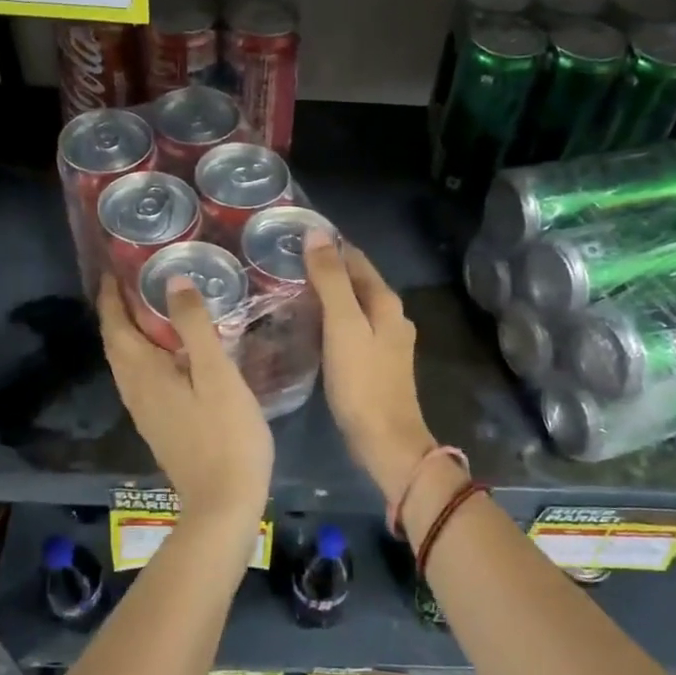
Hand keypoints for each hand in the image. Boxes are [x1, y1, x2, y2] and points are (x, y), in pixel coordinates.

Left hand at [97, 272, 272, 528]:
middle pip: (116, 344)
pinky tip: (172, 353)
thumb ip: (194, 326)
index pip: (114, 325)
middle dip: (119, 311)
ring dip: (132, 333)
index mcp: (143, 373)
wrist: (223, 502)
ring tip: (154, 309)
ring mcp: (145, 412)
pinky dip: (146, 355)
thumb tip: (173, 281)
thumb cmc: (225, 434)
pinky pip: (142, 378)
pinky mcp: (159, 425)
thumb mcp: (216, 374)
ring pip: (127, 363)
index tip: (115, 268)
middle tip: (138, 281)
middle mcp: (134, 390)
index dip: (111, 296)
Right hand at [302, 231, 436, 502]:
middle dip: (326, 268)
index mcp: (386, 302)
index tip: (293, 236)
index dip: (328, 245)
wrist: (385, 441)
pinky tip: (310, 325)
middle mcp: (391, 316)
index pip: (356, 258)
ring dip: (328, 294)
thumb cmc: (362, 382)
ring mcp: (386, 341)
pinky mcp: (376, 363)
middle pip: (357, 281)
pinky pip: (351, 328)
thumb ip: (331, 280)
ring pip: (354, 305)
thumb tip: (317, 234)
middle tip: (284, 262)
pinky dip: (331, 319)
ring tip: (290, 289)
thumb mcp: (342, 325)